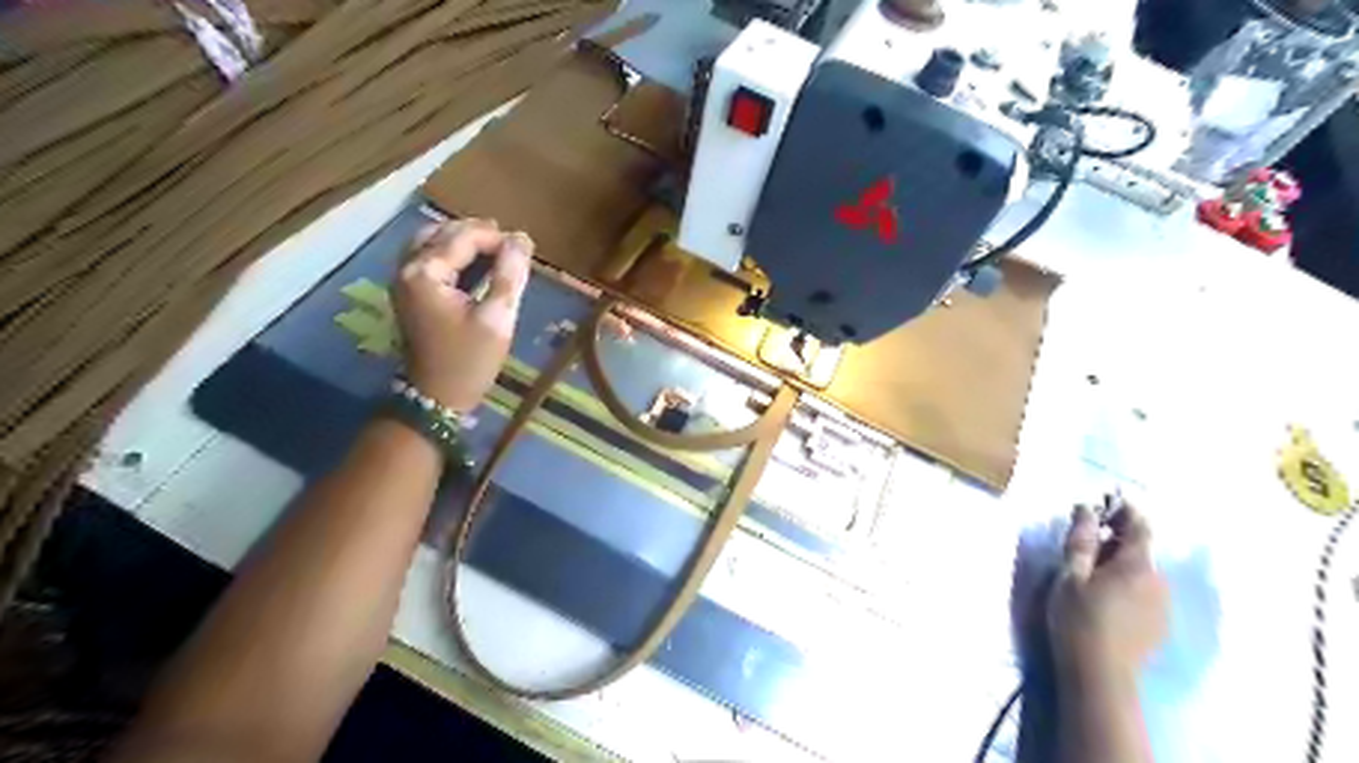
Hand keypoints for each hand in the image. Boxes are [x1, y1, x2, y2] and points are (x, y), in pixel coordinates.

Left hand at [390, 217, 533, 412]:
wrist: (436, 397)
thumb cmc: (469, 360)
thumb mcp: (497, 318)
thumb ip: (509, 275)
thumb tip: (521, 240)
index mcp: (425, 273)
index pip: (463, 237)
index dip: (496, 237)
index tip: (526, 246)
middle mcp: (406, 268)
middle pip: (442, 232)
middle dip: (478, 233)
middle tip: (513, 243)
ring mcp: (403, 280)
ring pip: (432, 242)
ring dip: (463, 239)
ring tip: (496, 247)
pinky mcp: (408, 292)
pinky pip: (428, 257)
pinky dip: (451, 252)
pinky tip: (474, 261)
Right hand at [1049, 504, 1166, 683]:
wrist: (1100, 674)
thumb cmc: (1078, 618)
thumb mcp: (1070, 575)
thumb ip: (1081, 540)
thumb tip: (1086, 507)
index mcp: (1136, 564)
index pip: (1139, 525)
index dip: (1124, 509)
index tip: (1106, 499)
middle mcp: (1158, 580)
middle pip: (1140, 548)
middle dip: (1116, 537)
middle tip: (1086, 537)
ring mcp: (1162, 604)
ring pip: (1142, 571)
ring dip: (1121, 562)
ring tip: (1092, 569)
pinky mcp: (1159, 624)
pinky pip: (1145, 591)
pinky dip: (1127, 583)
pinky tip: (1106, 596)